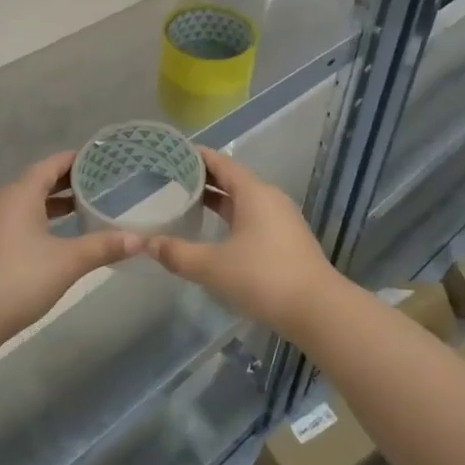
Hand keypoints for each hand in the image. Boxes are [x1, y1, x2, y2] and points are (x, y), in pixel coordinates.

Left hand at [0, 152, 142, 344]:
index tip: (98, 159)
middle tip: (97, 184)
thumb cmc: (20, 278)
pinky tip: (55, 239)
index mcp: (20, 195)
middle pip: (37, 183)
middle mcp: (2, 202)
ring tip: (81, 209)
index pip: (50, 166)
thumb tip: (141, 239)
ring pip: (26, 204)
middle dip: (66, 183)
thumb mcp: (68, 261)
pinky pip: (17, 222)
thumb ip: (103, 246)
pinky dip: (39, 221)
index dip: (74, 160)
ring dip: (52, 204)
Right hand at [144, 148, 343, 333]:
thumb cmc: (263, 277)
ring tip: (187, 204)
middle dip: (202, 178)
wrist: (318, 310)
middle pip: (232, 179)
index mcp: (253, 192)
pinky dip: (232, 217)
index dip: (195, 156)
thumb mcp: (212, 266)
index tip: (170, 154)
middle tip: (170, 180)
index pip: (220, 162)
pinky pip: (253, 217)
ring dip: (217, 200)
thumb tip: (146, 243)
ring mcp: (282, 219)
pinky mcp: (287, 240)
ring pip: (243, 200)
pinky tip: (216, 233)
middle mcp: (269, 198)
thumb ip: (177, 253)